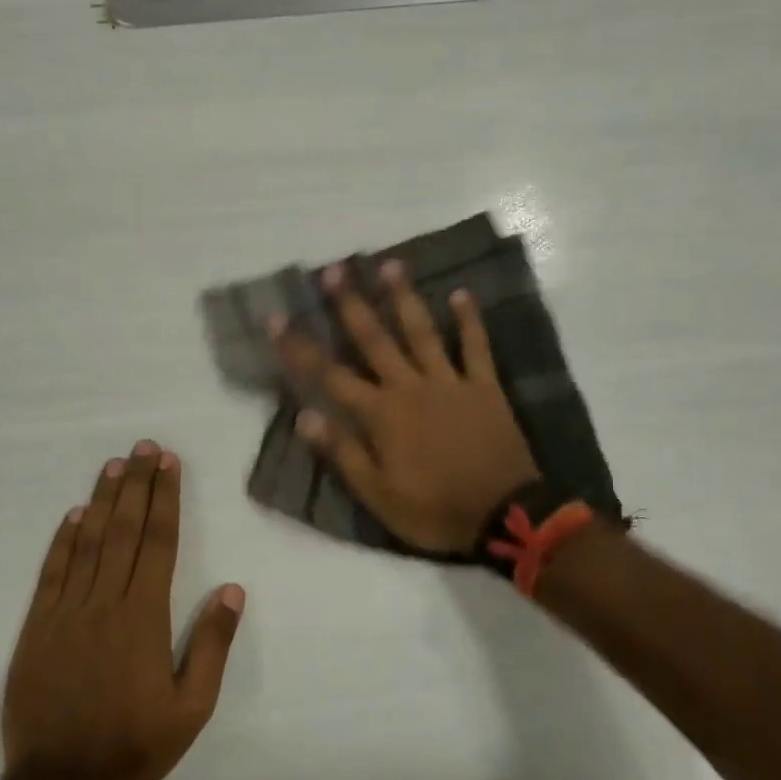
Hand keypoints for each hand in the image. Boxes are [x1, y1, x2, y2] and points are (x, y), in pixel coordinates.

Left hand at [1, 442, 244, 779]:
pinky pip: (52, 573)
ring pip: (88, 543)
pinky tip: (73, 516)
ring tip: (114, 465)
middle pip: (123, 531)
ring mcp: (66, 612)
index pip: (157, 543)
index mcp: (144, 617)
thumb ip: (211, 646)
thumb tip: (233, 590)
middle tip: (144, 447)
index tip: (169, 464)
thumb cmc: (134, 745)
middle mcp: (105, 602)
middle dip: (136, 484)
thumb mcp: (191, 708)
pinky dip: (62, 541)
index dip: (164, 499)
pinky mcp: (37, 627)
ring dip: (102, 501)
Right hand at [272, 260, 538, 553]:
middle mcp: (410, 387)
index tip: (276, 318)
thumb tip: (304, 416)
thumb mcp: (378, 495)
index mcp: (381, 414)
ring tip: (390, 265)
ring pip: (422, 332)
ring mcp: (450, 382)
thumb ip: (343, 452)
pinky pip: (476, 347)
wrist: (503, 514)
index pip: (330, 375)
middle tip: (335, 269)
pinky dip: (469, 321)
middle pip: (375, 339)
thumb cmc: (434, 510)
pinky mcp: (484, 387)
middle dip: (351, 304)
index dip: (300, 348)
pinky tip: (462, 294)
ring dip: (404, 298)